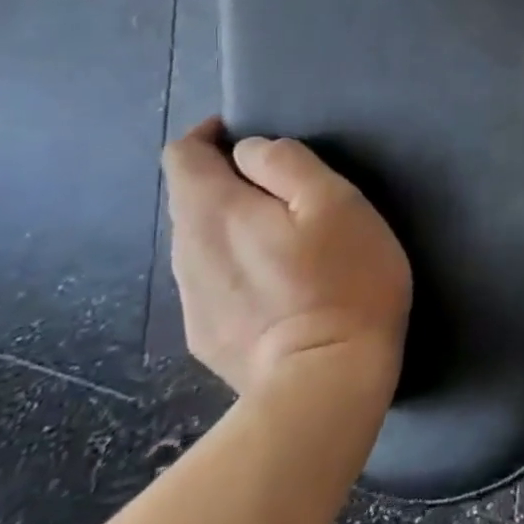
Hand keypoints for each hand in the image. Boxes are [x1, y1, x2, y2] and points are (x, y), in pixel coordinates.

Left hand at [162, 118, 411, 395]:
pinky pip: (212, 280)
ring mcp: (192, 300)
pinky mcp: (206, 337)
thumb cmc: (342, 280)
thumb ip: (286, 164)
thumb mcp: (333, 201)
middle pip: (190, 198)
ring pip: (200, 241)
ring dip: (232, 226)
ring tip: (284, 238)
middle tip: (285, 192)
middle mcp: (187, 252)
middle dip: (227, 182)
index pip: (181, 155)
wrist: (324, 386)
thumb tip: (251, 152)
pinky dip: (236, 266)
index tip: (249, 141)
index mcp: (213, 212)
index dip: (210, 137)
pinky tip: (278, 287)